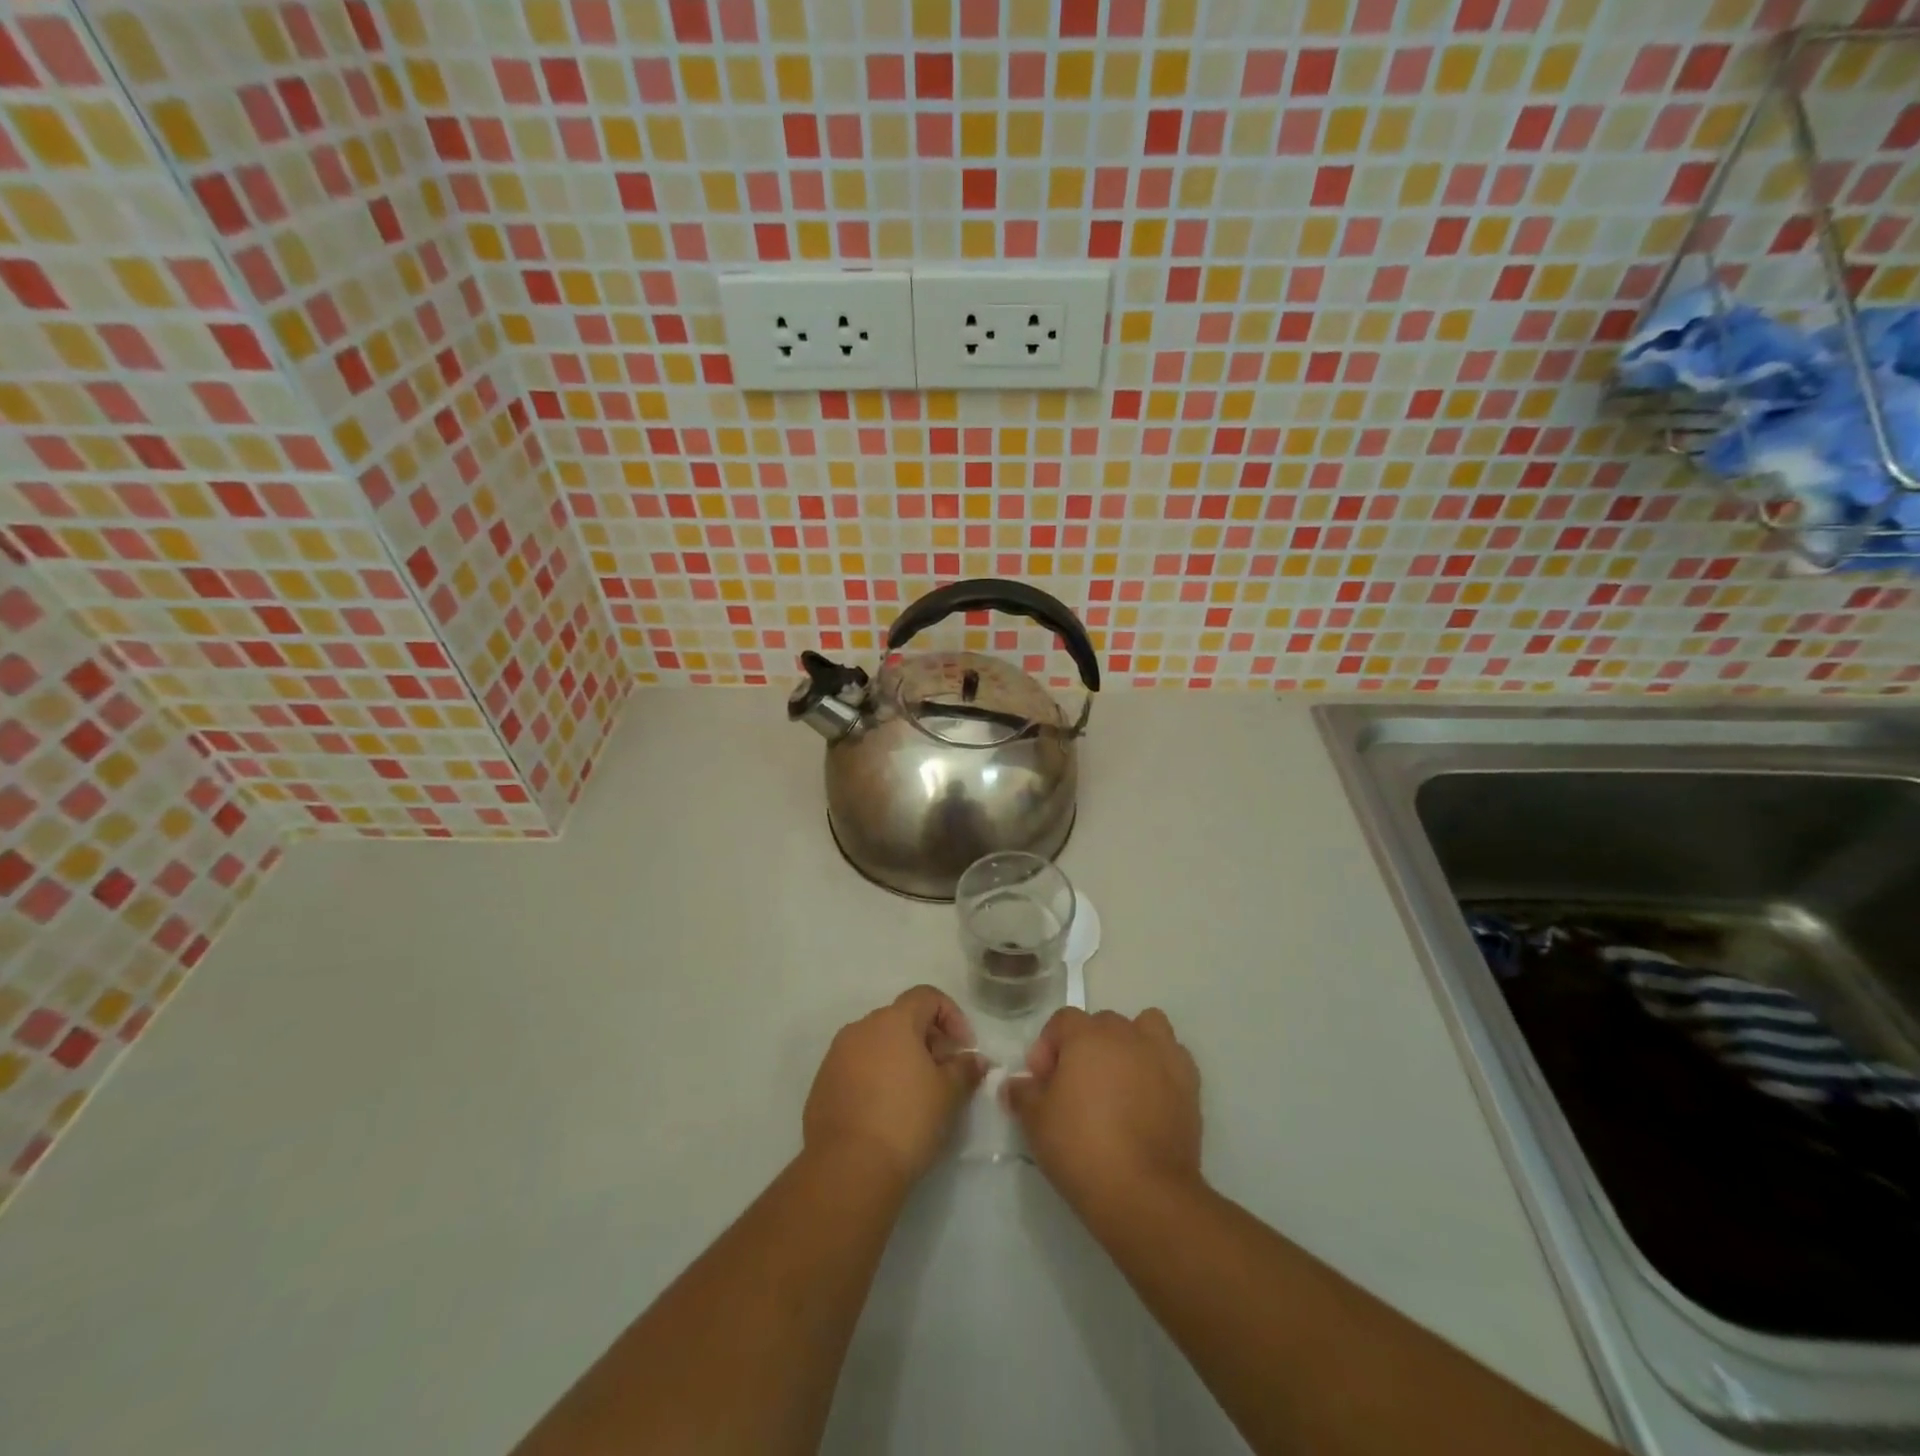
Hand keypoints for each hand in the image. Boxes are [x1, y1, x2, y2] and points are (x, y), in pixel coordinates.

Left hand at [802, 986, 986, 1187]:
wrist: (847, 1168)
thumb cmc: (906, 1120)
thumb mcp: (948, 1095)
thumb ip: (964, 1069)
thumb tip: (975, 1060)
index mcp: (893, 1020)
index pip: (926, 996)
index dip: (951, 1015)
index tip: (963, 1048)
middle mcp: (861, 1027)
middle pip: (901, 1018)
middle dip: (927, 1039)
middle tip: (944, 1074)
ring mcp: (837, 1054)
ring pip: (877, 1043)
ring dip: (900, 1058)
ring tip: (916, 1094)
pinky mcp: (823, 1082)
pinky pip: (857, 1066)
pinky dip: (876, 1077)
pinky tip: (886, 1111)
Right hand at [1005, 1007, 1202, 1216]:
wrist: (1144, 1193)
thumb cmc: (1081, 1148)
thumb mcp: (1036, 1122)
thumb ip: (1023, 1093)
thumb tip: (1015, 1084)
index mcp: (1088, 1035)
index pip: (1062, 1021)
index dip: (1047, 1047)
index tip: (1042, 1082)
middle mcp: (1127, 1034)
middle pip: (1102, 1024)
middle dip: (1086, 1046)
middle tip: (1076, 1087)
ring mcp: (1163, 1055)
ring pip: (1145, 1028)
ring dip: (1130, 1044)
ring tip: (1119, 1080)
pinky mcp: (1190, 1083)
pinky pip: (1172, 1056)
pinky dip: (1159, 1067)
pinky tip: (1149, 1096)